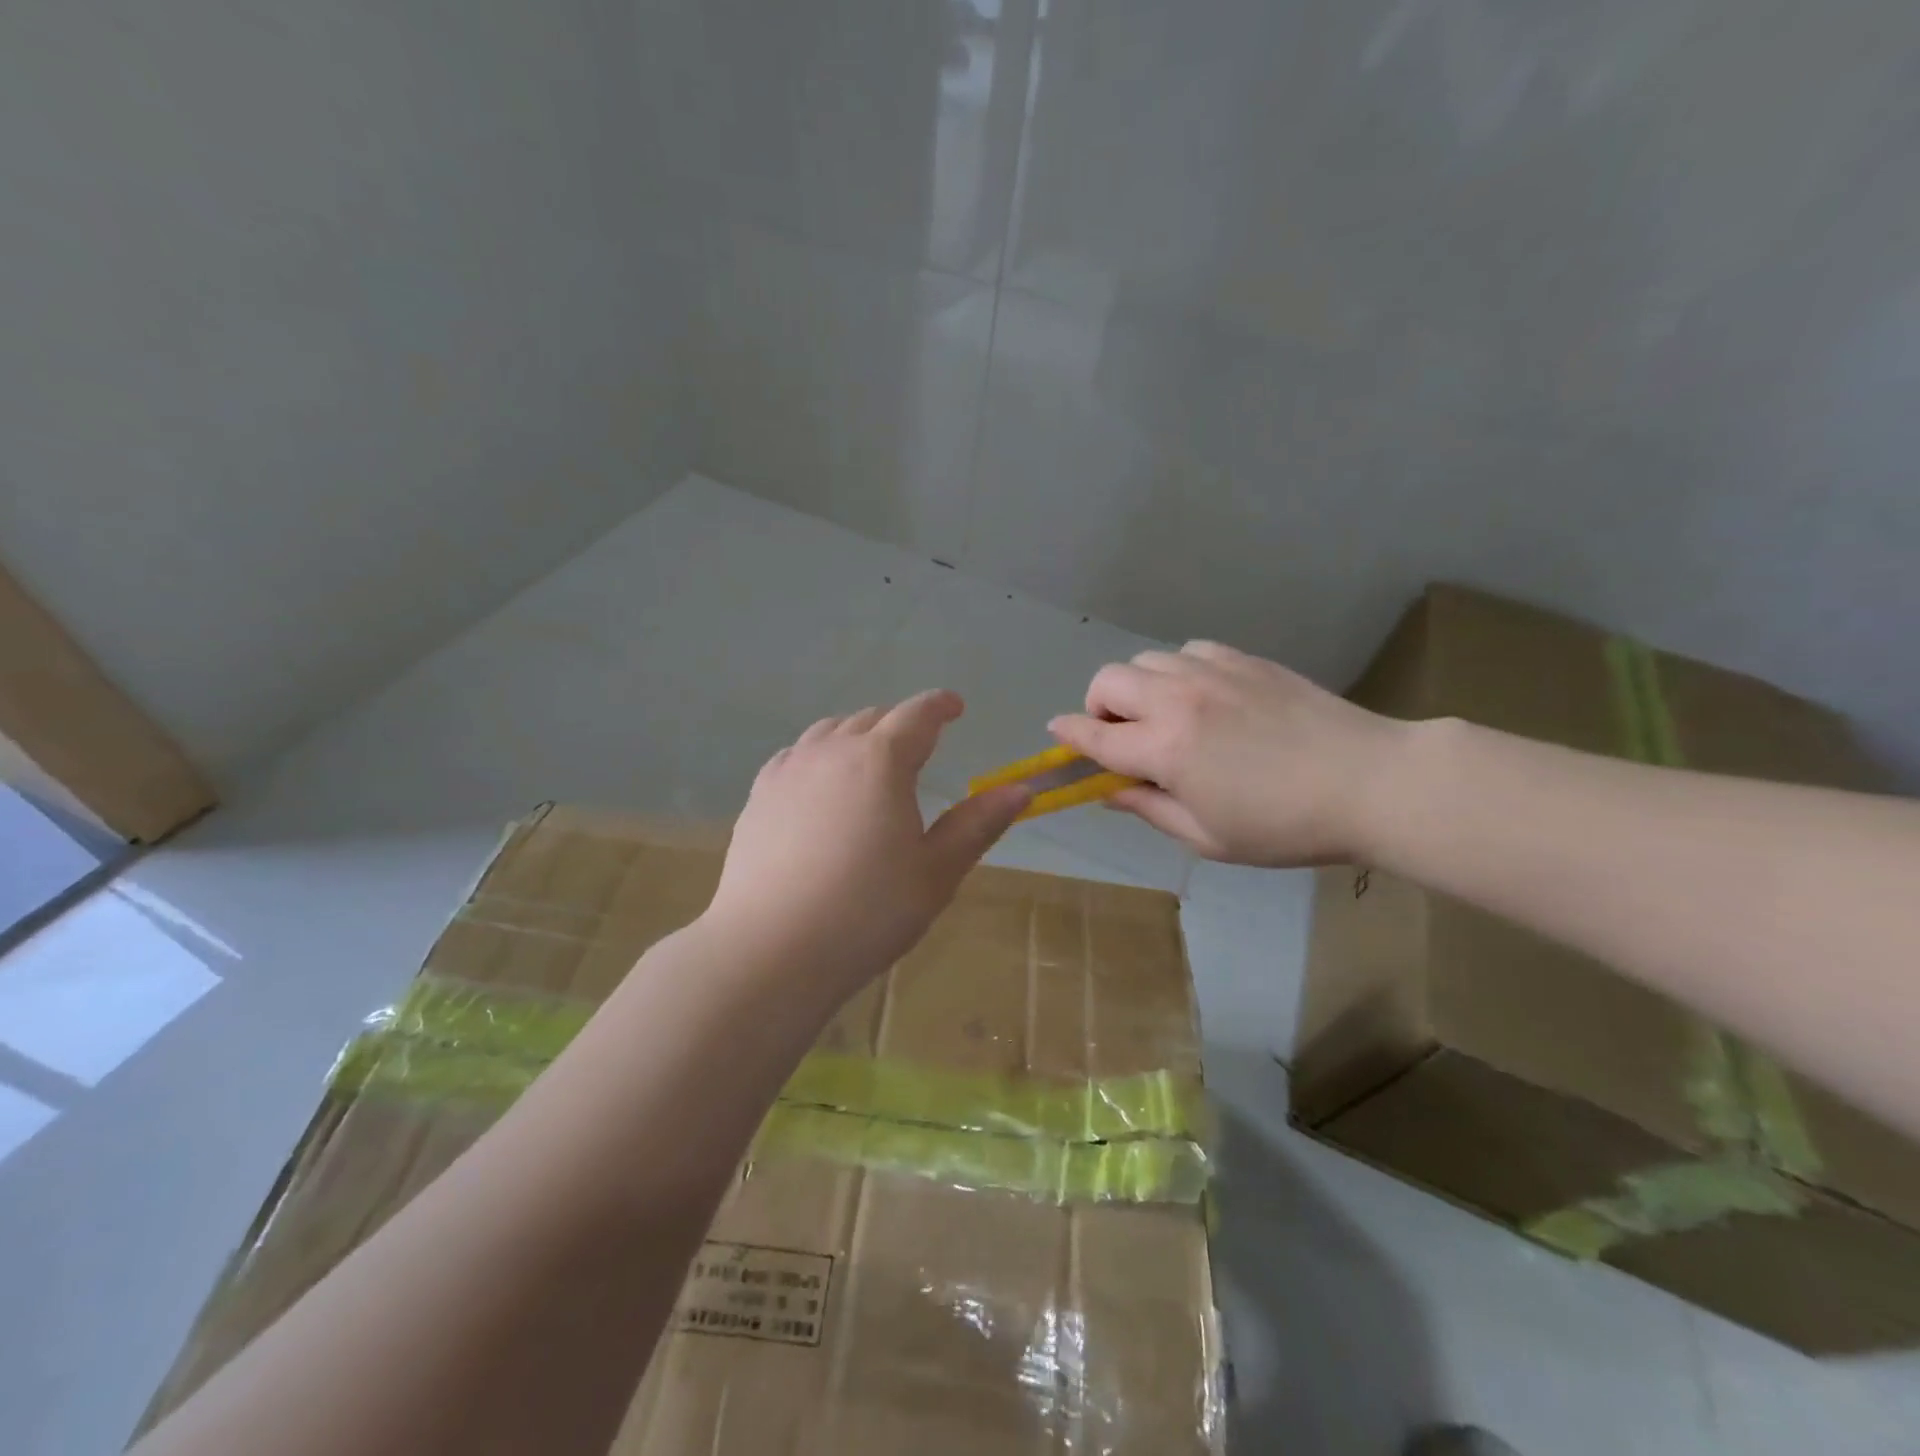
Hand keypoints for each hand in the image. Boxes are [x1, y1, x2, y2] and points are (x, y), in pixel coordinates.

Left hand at [702, 690, 1030, 999]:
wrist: (771, 949)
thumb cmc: (867, 911)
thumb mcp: (935, 872)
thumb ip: (977, 824)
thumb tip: (1020, 789)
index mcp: (880, 760)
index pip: (917, 715)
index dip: (939, 706)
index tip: (954, 706)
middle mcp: (832, 750)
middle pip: (871, 718)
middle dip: (900, 724)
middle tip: (919, 746)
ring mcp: (789, 770)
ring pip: (829, 732)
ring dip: (857, 736)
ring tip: (870, 760)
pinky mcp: (759, 796)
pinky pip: (795, 755)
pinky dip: (819, 755)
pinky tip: (820, 783)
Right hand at [1048, 642, 1406, 865]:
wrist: (1370, 781)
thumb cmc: (1285, 826)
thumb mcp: (1208, 837)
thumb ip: (1150, 809)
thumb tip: (1110, 791)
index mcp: (1165, 749)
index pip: (1095, 737)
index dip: (1069, 737)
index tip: (1057, 735)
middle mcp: (1178, 700)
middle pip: (1108, 681)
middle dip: (1098, 707)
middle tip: (1121, 737)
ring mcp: (1212, 672)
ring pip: (1145, 661)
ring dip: (1137, 688)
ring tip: (1163, 717)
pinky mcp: (1244, 659)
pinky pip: (1188, 651)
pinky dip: (1177, 672)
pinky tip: (1202, 697)